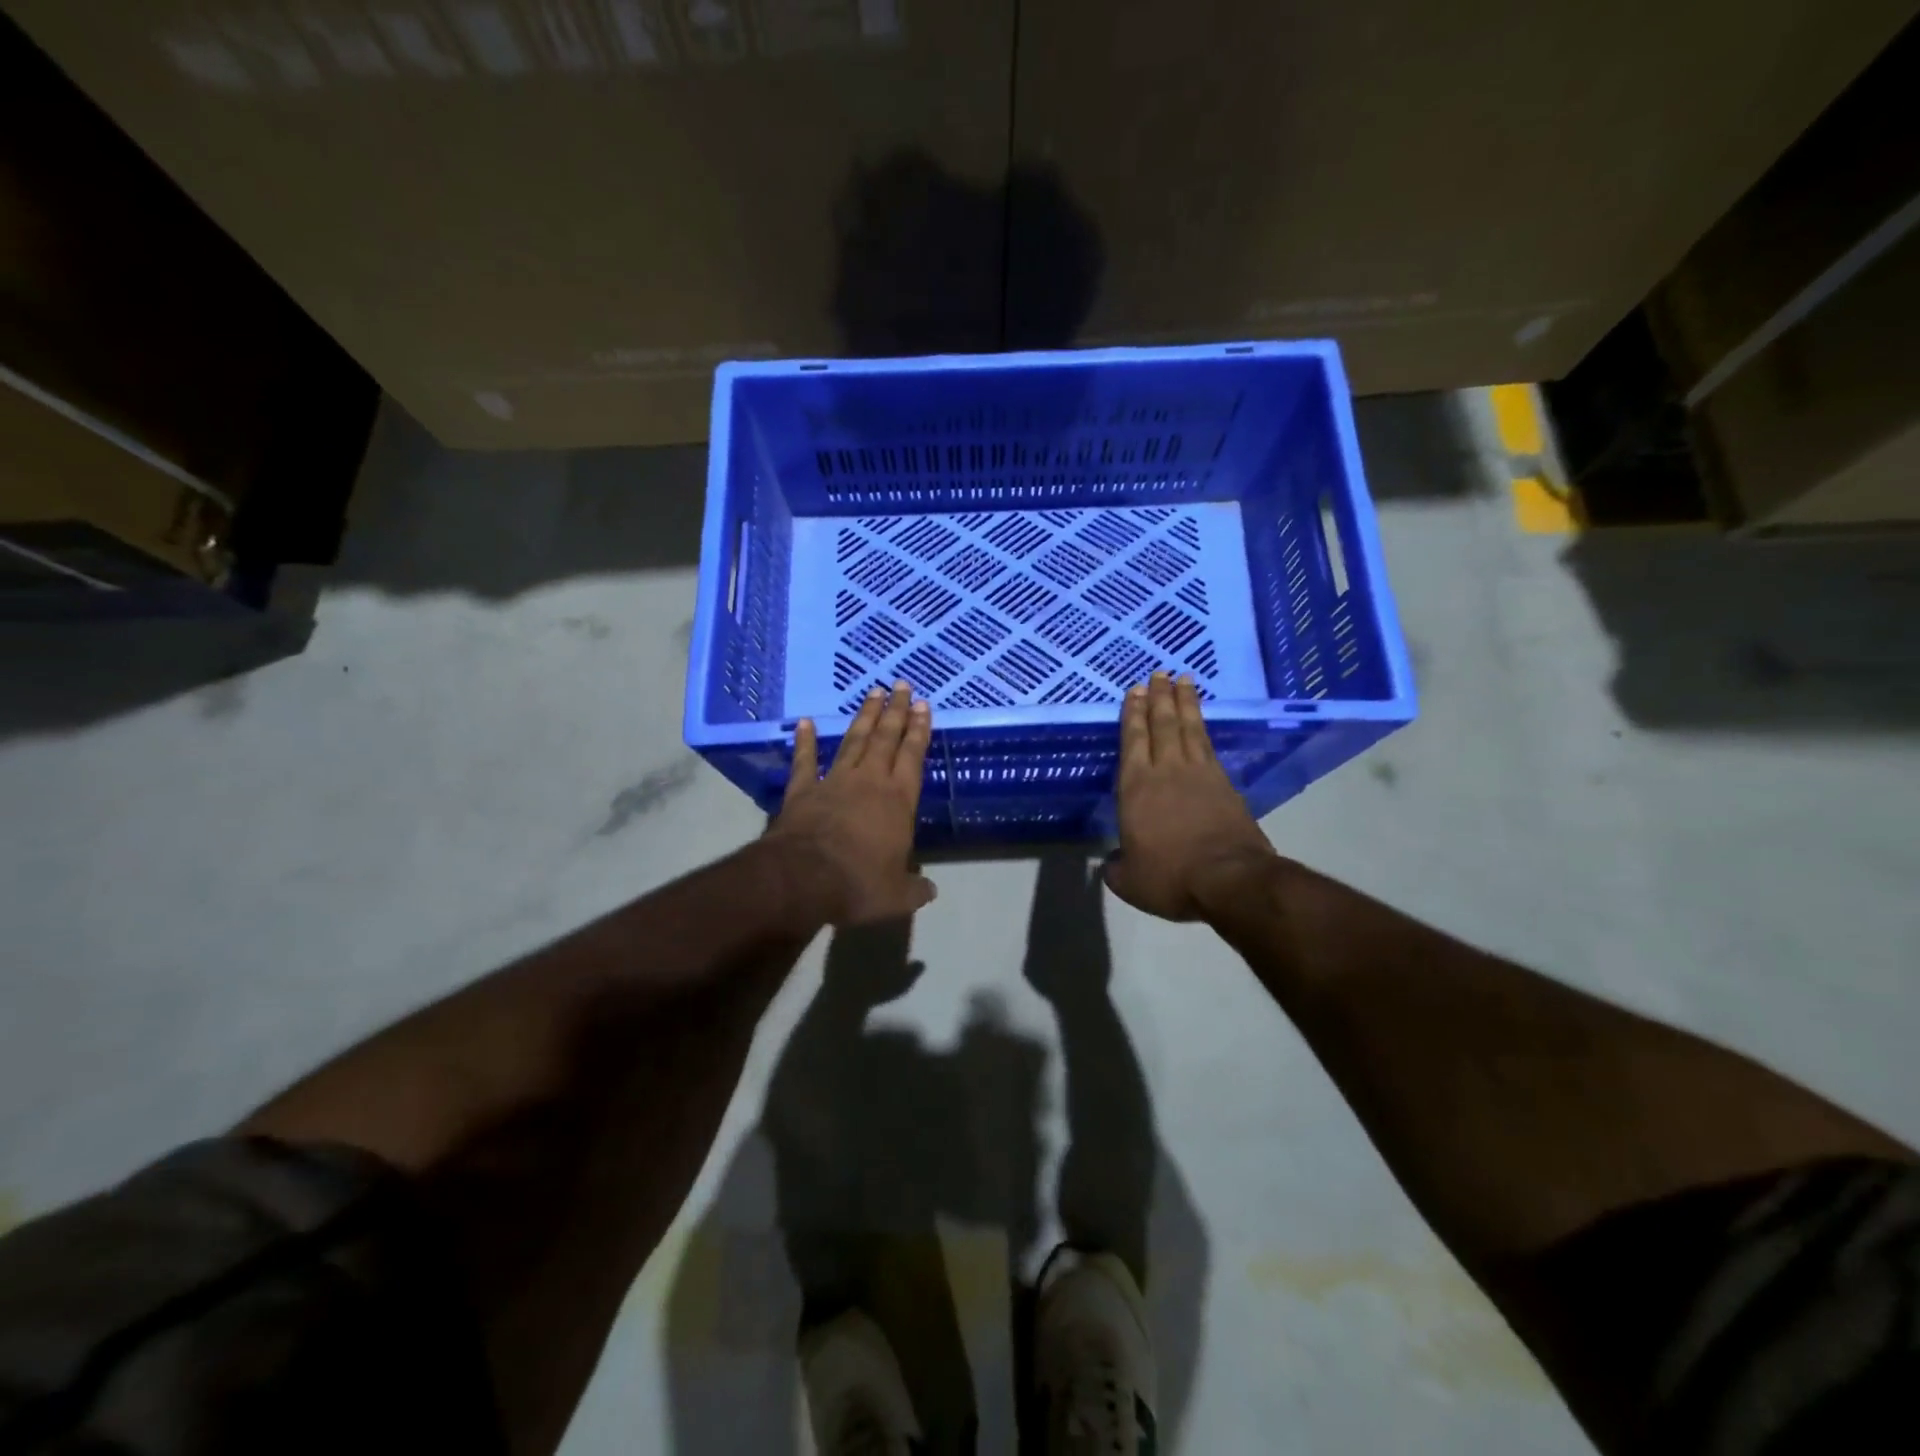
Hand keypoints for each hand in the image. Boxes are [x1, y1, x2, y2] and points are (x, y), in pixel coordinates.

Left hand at [768, 681, 935, 926]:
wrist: (804, 879)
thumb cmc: (858, 884)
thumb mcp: (896, 896)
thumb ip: (915, 890)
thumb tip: (931, 892)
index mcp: (898, 801)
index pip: (913, 757)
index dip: (919, 731)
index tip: (924, 706)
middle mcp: (870, 782)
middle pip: (886, 739)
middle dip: (896, 711)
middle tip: (902, 685)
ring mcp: (834, 782)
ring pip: (854, 741)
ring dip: (865, 717)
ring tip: (874, 693)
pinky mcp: (803, 790)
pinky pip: (805, 761)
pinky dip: (806, 741)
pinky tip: (806, 723)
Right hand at [1103, 672, 1276, 920]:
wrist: (1230, 880)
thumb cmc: (1171, 877)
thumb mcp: (1131, 881)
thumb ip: (1117, 869)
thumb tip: (1112, 864)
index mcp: (1136, 788)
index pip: (1133, 740)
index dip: (1133, 714)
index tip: (1135, 690)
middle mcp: (1167, 771)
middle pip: (1162, 725)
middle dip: (1158, 697)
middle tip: (1158, 673)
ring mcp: (1200, 774)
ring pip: (1188, 728)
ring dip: (1184, 703)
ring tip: (1183, 680)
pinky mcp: (1226, 784)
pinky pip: (1209, 745)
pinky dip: (1203, 727)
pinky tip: (1201, 721)